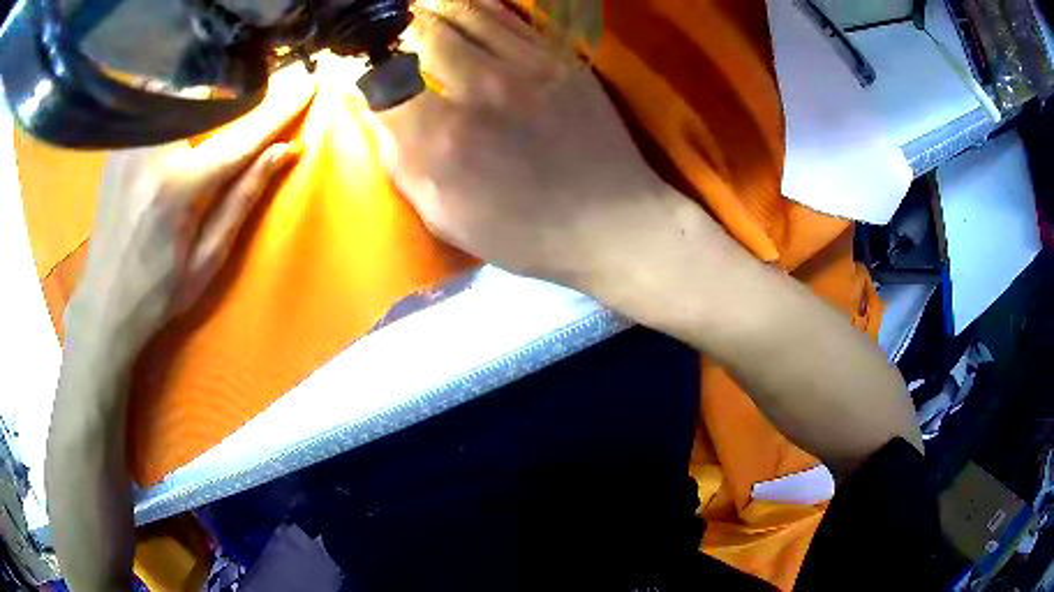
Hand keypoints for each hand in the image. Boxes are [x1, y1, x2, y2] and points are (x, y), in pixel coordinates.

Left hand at [66, 67, 315, 358]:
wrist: (104, 304)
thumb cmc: (159, 292)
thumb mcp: (208, 258)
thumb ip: (243, 198)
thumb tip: (284, 150)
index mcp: (179, 187)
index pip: (241, 137)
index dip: (279, 110)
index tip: (309, 85)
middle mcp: (152, 153)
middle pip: (204, 95)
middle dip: (230, 96)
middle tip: (247, 103)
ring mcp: (129, 145)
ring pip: (175, 90)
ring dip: (198, 95)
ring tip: (209, 110)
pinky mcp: (117, 146)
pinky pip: (150, 103)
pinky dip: (169, 101)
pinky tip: (175, 120)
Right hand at [376, 1, 686, 288]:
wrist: (614, 222)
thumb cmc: (527, 233)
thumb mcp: (447, 218)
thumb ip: (402, 164)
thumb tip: (376, 115)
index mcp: (443, 138)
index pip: (381, 79)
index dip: (360, 68)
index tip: (354, 70)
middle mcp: (480, 87)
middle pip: (419, 31)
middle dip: (394, 29)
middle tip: (386, 35)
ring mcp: (525, 64)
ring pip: (463, 11)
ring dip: (431, 8)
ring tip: (415, 12)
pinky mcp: (559, 57)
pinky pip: (507, 16)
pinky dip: (475, 6)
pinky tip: (460, 8)